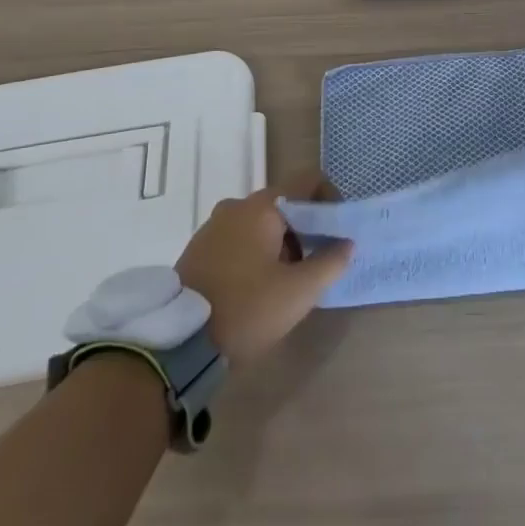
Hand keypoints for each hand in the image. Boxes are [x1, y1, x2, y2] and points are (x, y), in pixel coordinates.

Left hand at [176, 174, 351, 364]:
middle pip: (286, 204)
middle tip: (316, 266)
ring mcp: (213, 226)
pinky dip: (257, 253)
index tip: (338, 234)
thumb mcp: (298, 292)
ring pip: (262, 223)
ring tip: (288, 283)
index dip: (331, 200)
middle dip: (307, 230)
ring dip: (282, 244)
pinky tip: (259, 288)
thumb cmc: (246, 309)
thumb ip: (330, 262)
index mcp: (261, 206)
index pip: (308, 181)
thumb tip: (346, 243)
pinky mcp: (199, 249)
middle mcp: (236, 206)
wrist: (177, 344)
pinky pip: (240, 239)